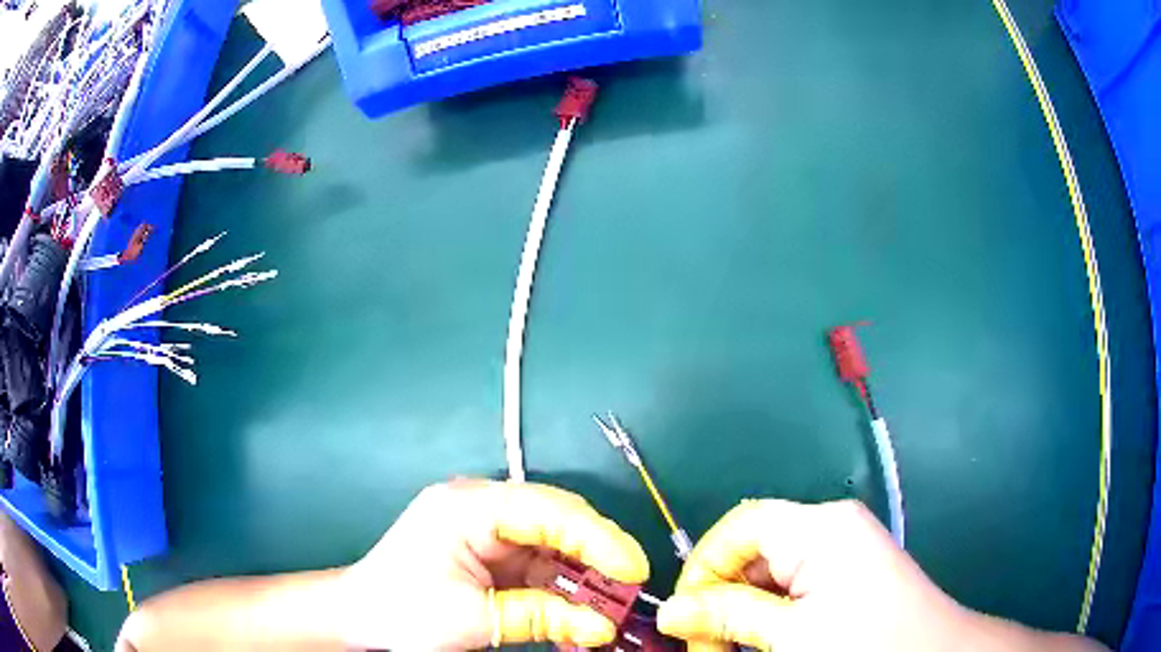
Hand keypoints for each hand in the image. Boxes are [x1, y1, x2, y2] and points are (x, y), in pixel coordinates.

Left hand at [336, 478, 648, 649]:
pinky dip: (561, 590)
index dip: (599, 538)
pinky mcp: (490, 554)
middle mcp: (481, 507)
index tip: (635, 571)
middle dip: (597, 558)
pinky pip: (538, 567)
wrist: (359, 617)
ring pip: (553, 546)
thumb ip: (542, 618)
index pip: (549, 509)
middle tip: (630, 592)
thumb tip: (603, 627)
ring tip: (610, 609)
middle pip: (557, 522)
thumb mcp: (475, 619)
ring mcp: (486, 530)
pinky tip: (579, 614)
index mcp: (469, 506)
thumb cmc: (404, 612)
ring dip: (582, 579)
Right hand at [657, 499, 1105, 651]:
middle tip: (708, 647)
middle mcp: (829, 528)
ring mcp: (841, 551)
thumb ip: (728, 618)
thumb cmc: (865, 642)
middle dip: (720, 599)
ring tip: (734, 651)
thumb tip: (671, 612)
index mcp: (819, 527)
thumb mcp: (790, 636)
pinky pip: (791, 588)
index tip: (685, 619)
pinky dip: (768, 617)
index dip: (702, 569)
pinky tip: (765, 644)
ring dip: (741, 614)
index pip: (738, 527)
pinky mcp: (848, 574)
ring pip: (767, 576)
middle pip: (751, 552)